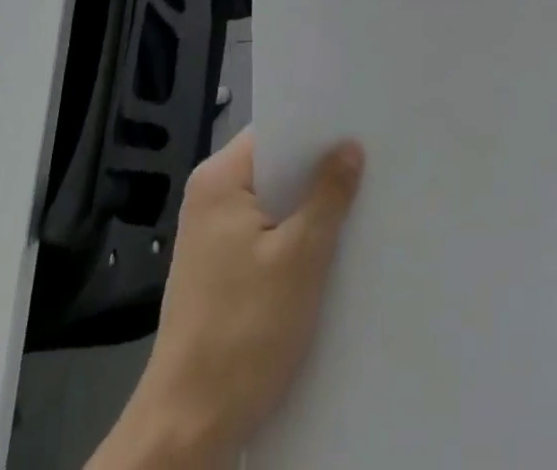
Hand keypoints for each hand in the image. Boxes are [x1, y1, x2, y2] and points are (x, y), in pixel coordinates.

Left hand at [91, 131, 363, 469]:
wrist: (187, 429)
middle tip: (369, 163)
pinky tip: (329, 248)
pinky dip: (294, 237)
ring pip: (273, 204)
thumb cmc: (243, 333)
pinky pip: (265, 233)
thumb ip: (328, 196)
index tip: (358, 126)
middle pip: (274, 167)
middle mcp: (209, 198)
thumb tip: (349, 147)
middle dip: (317, 169)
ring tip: (358, 201)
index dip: (316, 129)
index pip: (274, 132)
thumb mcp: (300, 258)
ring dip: (309, 207)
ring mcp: (211, 237)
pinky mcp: (219, 270)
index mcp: (218, 180)